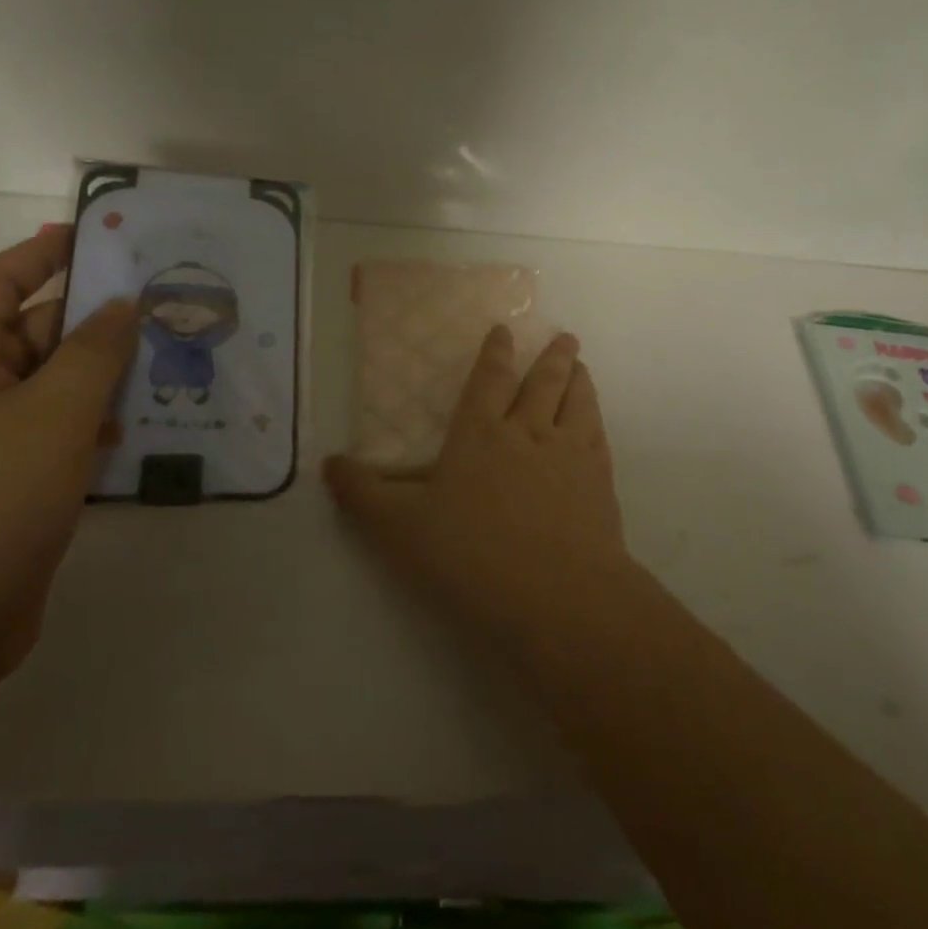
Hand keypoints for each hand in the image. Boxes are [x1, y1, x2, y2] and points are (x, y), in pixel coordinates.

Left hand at [0, 226, 137, 682]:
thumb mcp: (52, 415)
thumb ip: (95, 353)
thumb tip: (122, 305)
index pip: (3, 282)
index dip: (48, 253)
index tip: (104, 235)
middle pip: (39, 333)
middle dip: (98, 320)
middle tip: (167, 307)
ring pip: (59, 388)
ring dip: (109, 376)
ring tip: (173, 362)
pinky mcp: (15, 485)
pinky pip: (63, 434)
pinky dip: (101, 425)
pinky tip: (145, 430)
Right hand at [323, 327, 628, 636]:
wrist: (556, 596)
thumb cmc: (470, 557)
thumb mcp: (398, 529)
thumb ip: (363, 494)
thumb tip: (328, 462)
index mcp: (479, 435)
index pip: (488, 381)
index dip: (495, 354)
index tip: (505, 331)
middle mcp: (527, 433)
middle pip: (542, 383)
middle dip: (550, 358)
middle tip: (564, 337)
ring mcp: (569, 455)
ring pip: (577, 403)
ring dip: (578, 380)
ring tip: (580, 365)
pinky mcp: (599, 484)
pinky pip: (598, 436)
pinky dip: (596, 419)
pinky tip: (595, 422)